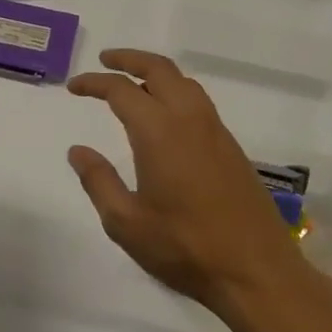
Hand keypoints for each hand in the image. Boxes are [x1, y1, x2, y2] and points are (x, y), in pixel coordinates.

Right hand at [68, 49, 331, 327]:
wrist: (257, 272)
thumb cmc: (185, 247)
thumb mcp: (126, 222)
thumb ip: (99, 180)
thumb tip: (78, 150)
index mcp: (159, 132)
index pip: (121, 90)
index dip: (94, 83)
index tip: (74, 87)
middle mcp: (189, 119)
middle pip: (159, 69)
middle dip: (129, 59)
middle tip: (105, 60)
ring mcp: (215, 131)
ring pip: (184, 82)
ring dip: (155, 72)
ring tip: (133, 83)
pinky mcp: (231, 147)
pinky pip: (199, 101)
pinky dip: (175, 91)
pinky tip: (165, 115)